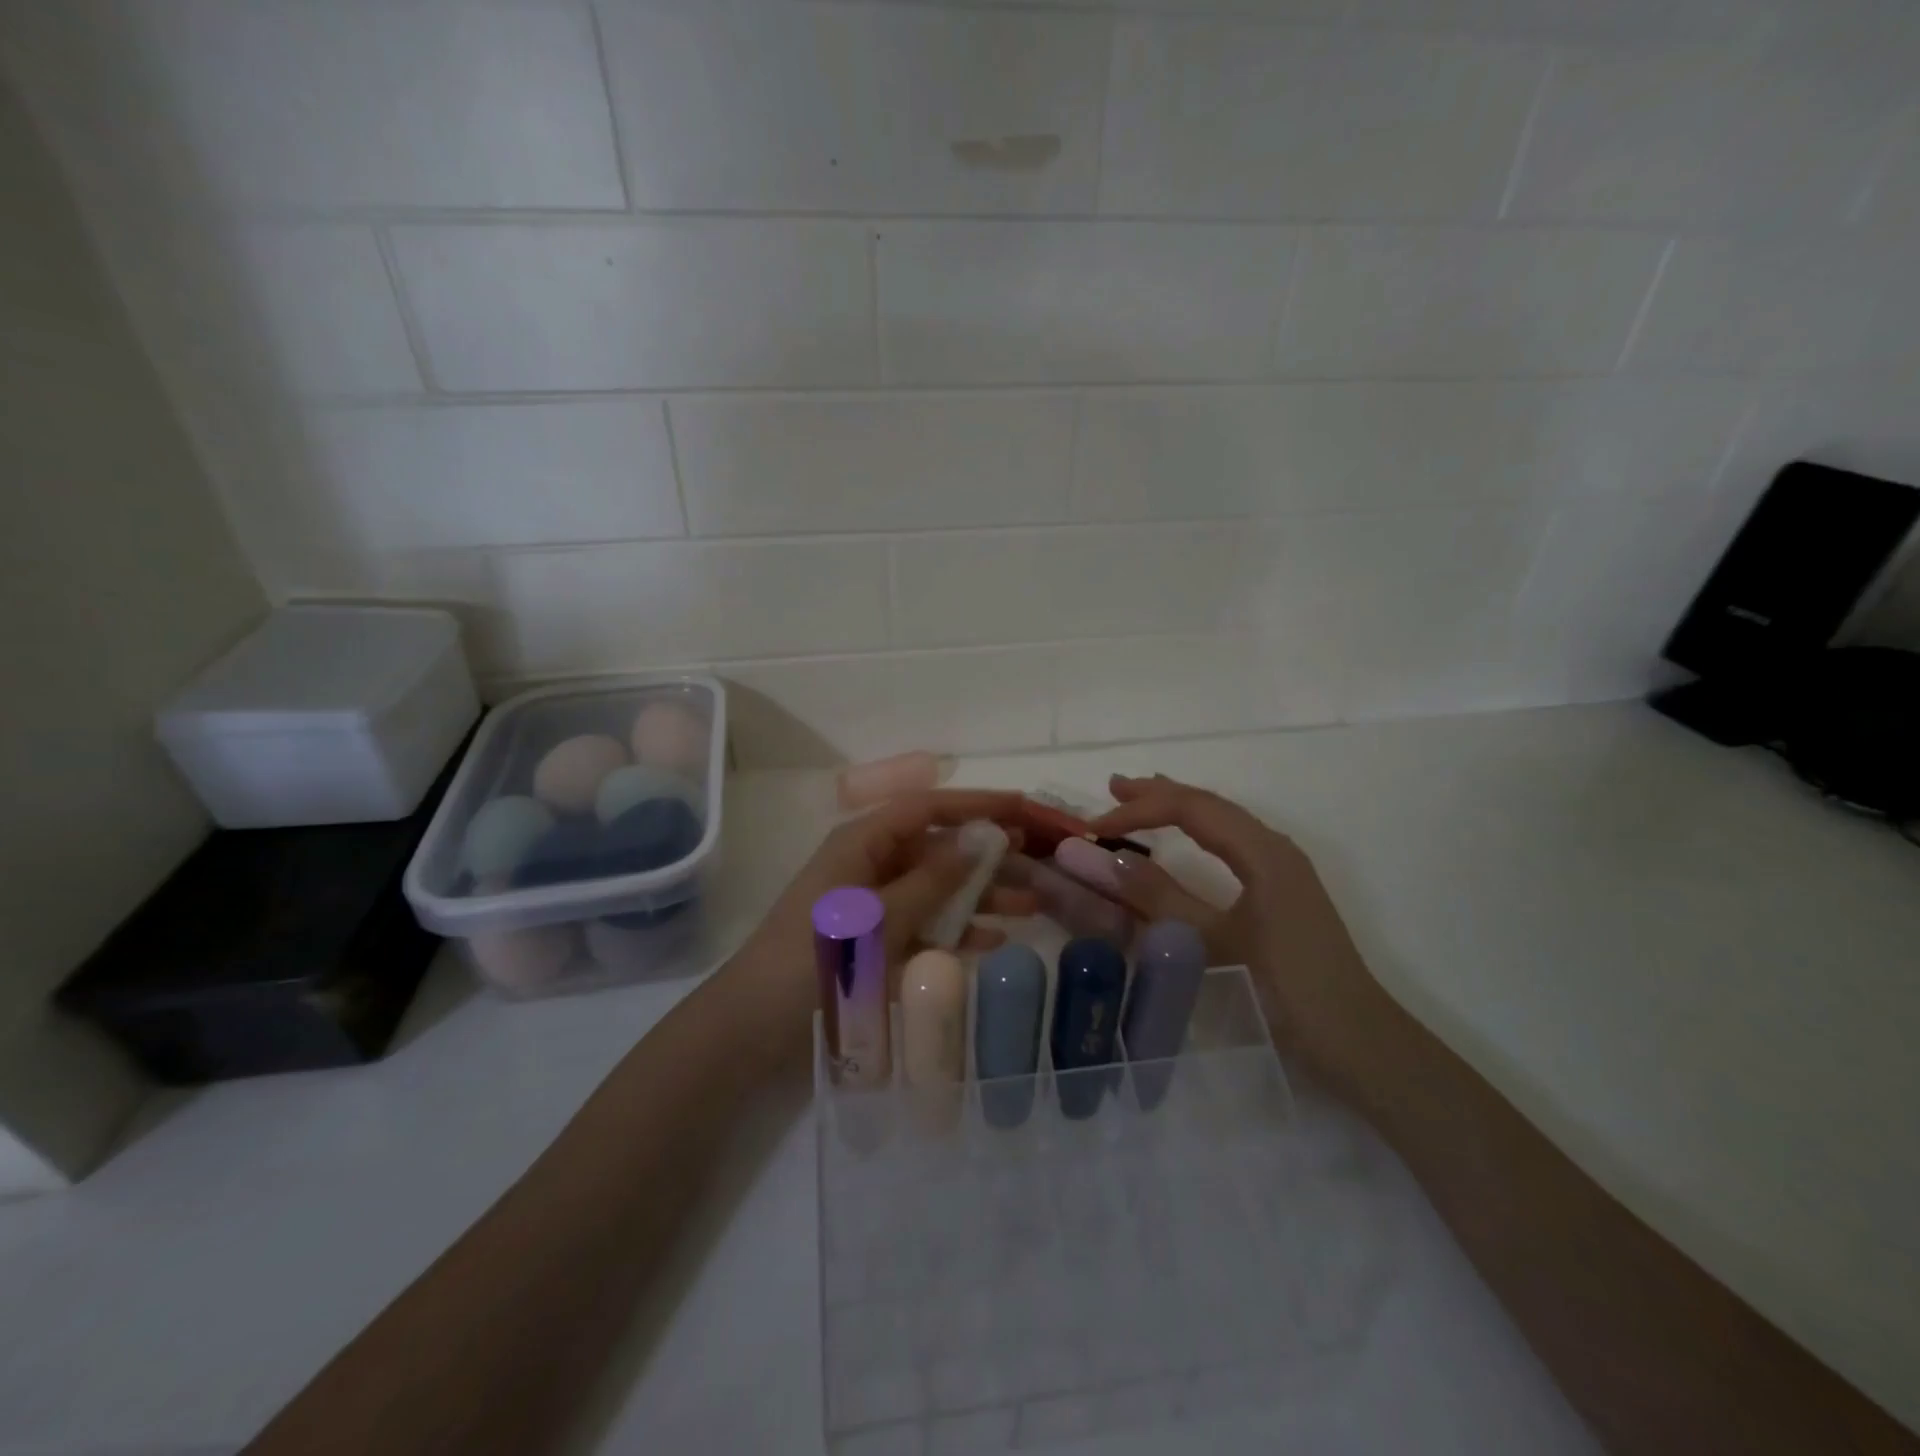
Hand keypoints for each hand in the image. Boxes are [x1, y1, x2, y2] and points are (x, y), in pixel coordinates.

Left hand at [727, 789, 1036, 1061]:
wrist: (755, 1027)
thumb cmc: (816, 958)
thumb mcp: (880, 917)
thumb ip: (933, 880)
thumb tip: (979, 840)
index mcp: (862, 843)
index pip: (927, 808)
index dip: (974, 804)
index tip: (1021, 806)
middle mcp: (870, 866)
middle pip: (938, 850)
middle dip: (987, 856)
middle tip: (1037, 861)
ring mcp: (874, 906)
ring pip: (937, 890)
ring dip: (981, 896)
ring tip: (1031, 904)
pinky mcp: (876, 943)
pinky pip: (925, 926)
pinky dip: (957, 932)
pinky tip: (995, 941)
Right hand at [1090, 773, 1389, 1094]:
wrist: (1357, 1039)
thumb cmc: (1283, 987)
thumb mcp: (1211, 941)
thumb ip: (1158, 897)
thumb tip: (1105, 859)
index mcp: (1262, 851)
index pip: (1191, 809)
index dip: (1139, 810)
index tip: (1094, 826)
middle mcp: (1274, 847)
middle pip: (1210, 805)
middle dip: (1159, 794)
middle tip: (1113, 788)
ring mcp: (1283, 868)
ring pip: (1222, 822)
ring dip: (1179, 809)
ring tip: (1140, 800)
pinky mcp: (1284, 890)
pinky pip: (1232, 842)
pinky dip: (1198, 831)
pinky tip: (1186, 839)